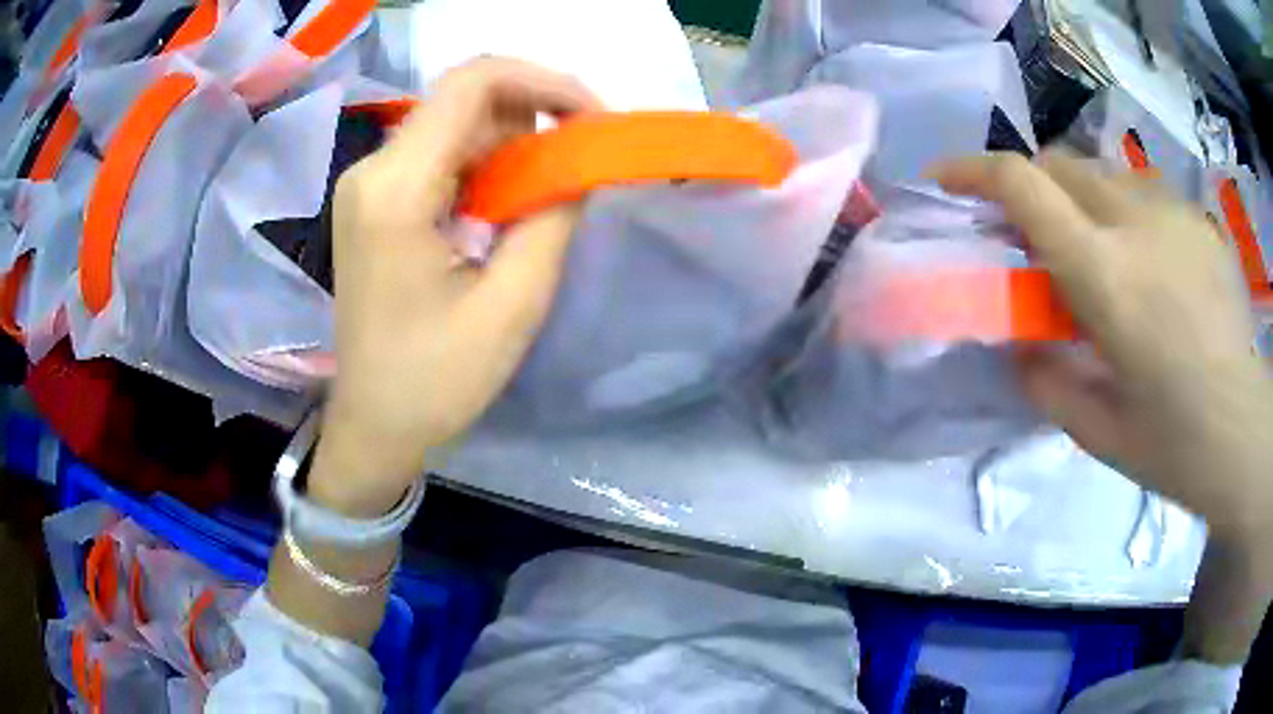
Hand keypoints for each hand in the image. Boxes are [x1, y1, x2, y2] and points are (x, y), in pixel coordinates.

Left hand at [307, 58, 601, 516]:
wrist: (373, 424)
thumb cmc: (436, 380)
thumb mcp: (513, 304)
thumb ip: (552, 217)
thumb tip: (576, 163)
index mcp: (397, 188)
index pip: (472, 83)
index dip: (543, 81)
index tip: (591, 117)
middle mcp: (372, 168)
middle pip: (464, 100)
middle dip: (532, 117)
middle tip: (577, 164)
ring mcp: (367, 183)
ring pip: (454, 125)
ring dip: (510, 145)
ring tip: (544, 196)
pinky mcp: (372, 201)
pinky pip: (438, 155)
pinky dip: (483, 165)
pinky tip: (505, 207)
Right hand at [933, 151, 1272, 541]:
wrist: (1248, 435)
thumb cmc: (1178, 447)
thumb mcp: (1099, 433)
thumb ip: (1048, 382)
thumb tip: (1021, 347)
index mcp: (1106, 277)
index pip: (1023, 185)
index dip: (973, 171)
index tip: (947, 181)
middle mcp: (1136, 222)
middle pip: (1059, 163)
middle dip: (1028, 186)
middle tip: (1029, 238)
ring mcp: (1174, 214)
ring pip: (1102, 172)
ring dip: (1078, 199)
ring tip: (1095, 256)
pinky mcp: (1199, 221)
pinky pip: (1144, 195)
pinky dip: (1123, 214)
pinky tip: (1146, 267)